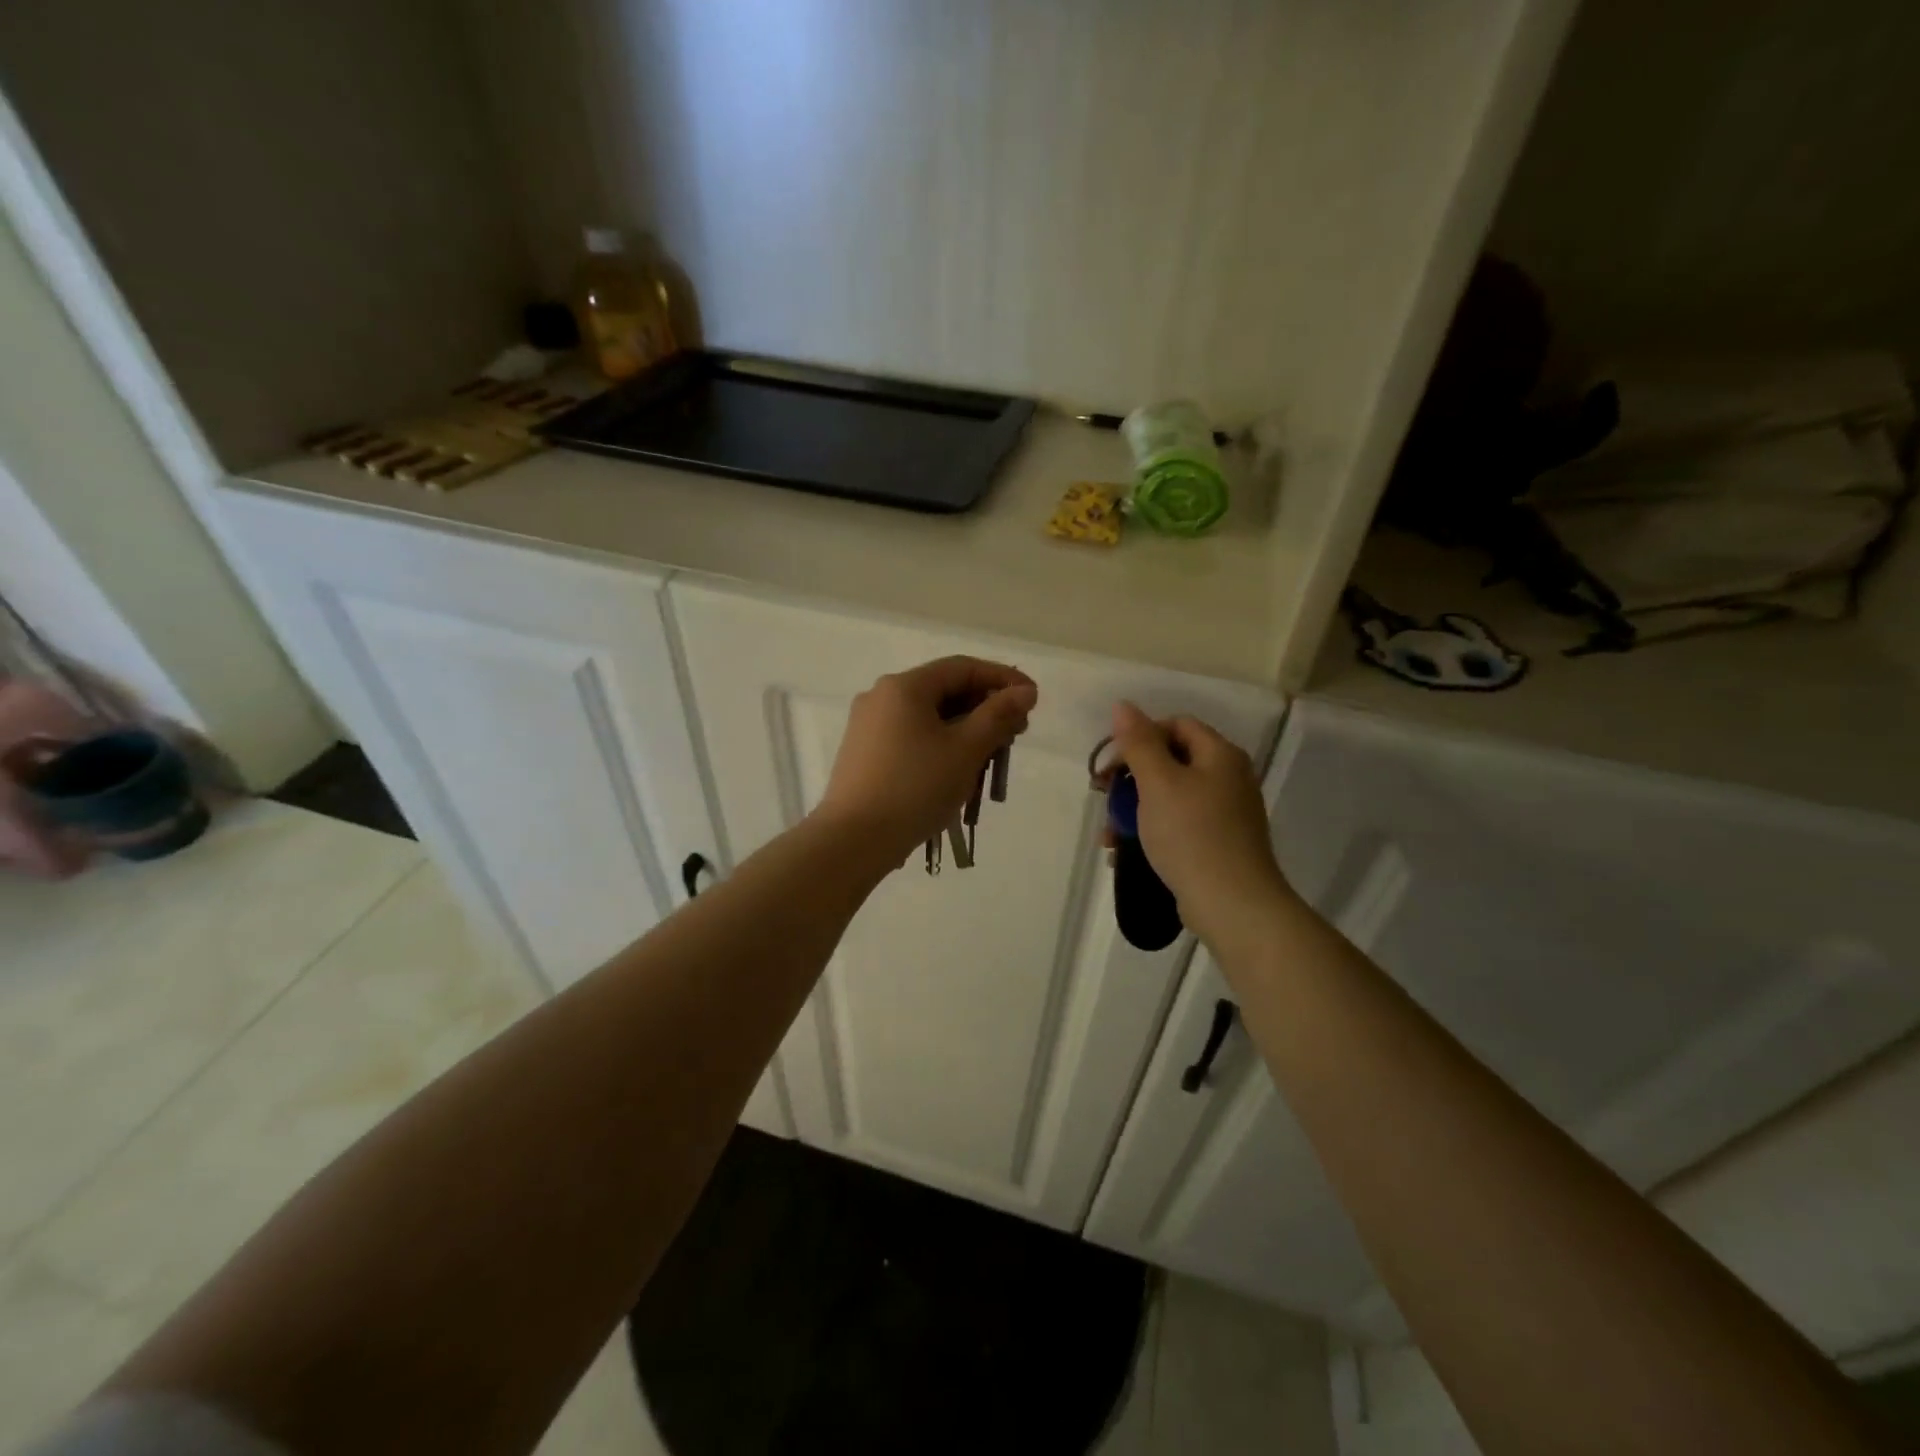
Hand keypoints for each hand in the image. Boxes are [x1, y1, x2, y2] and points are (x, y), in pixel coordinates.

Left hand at [815, 656, 1036, 867]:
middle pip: (944, 691)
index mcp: (904, 686)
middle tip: (1016, 735)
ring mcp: (868, 726)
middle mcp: (881, 697)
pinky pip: (912, 738)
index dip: (1003, 679)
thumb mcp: (966, 750)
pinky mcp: (864, 754)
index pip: (963, 668)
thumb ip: (999, 715)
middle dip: (985, 710)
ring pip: (929, 718)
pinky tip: (957, 773)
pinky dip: (941, 747)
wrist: (853, 840)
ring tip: (990, 760)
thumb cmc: (915, 788)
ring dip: (965, 732)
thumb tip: (1025, 691)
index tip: (1033, 699)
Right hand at [1106, 702, 1291, 945]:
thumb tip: (1124, 705)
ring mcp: (1225, 813)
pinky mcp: (1218, 842)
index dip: (1137, 738)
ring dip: (1133, 809)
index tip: (1109, 766)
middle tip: (1103, 798)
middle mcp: (1228, 777)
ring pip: (1169, 796)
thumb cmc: (1192, 835)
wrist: (1233, 904)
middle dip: (1130, 779)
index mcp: (1219, 755)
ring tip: (1109, 835)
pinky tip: (1125, 851)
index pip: (1174, 725)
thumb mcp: (1158, 783)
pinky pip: (1178, 824)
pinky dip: (1151, 830)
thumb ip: (1139, 743)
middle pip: (1170, 761)